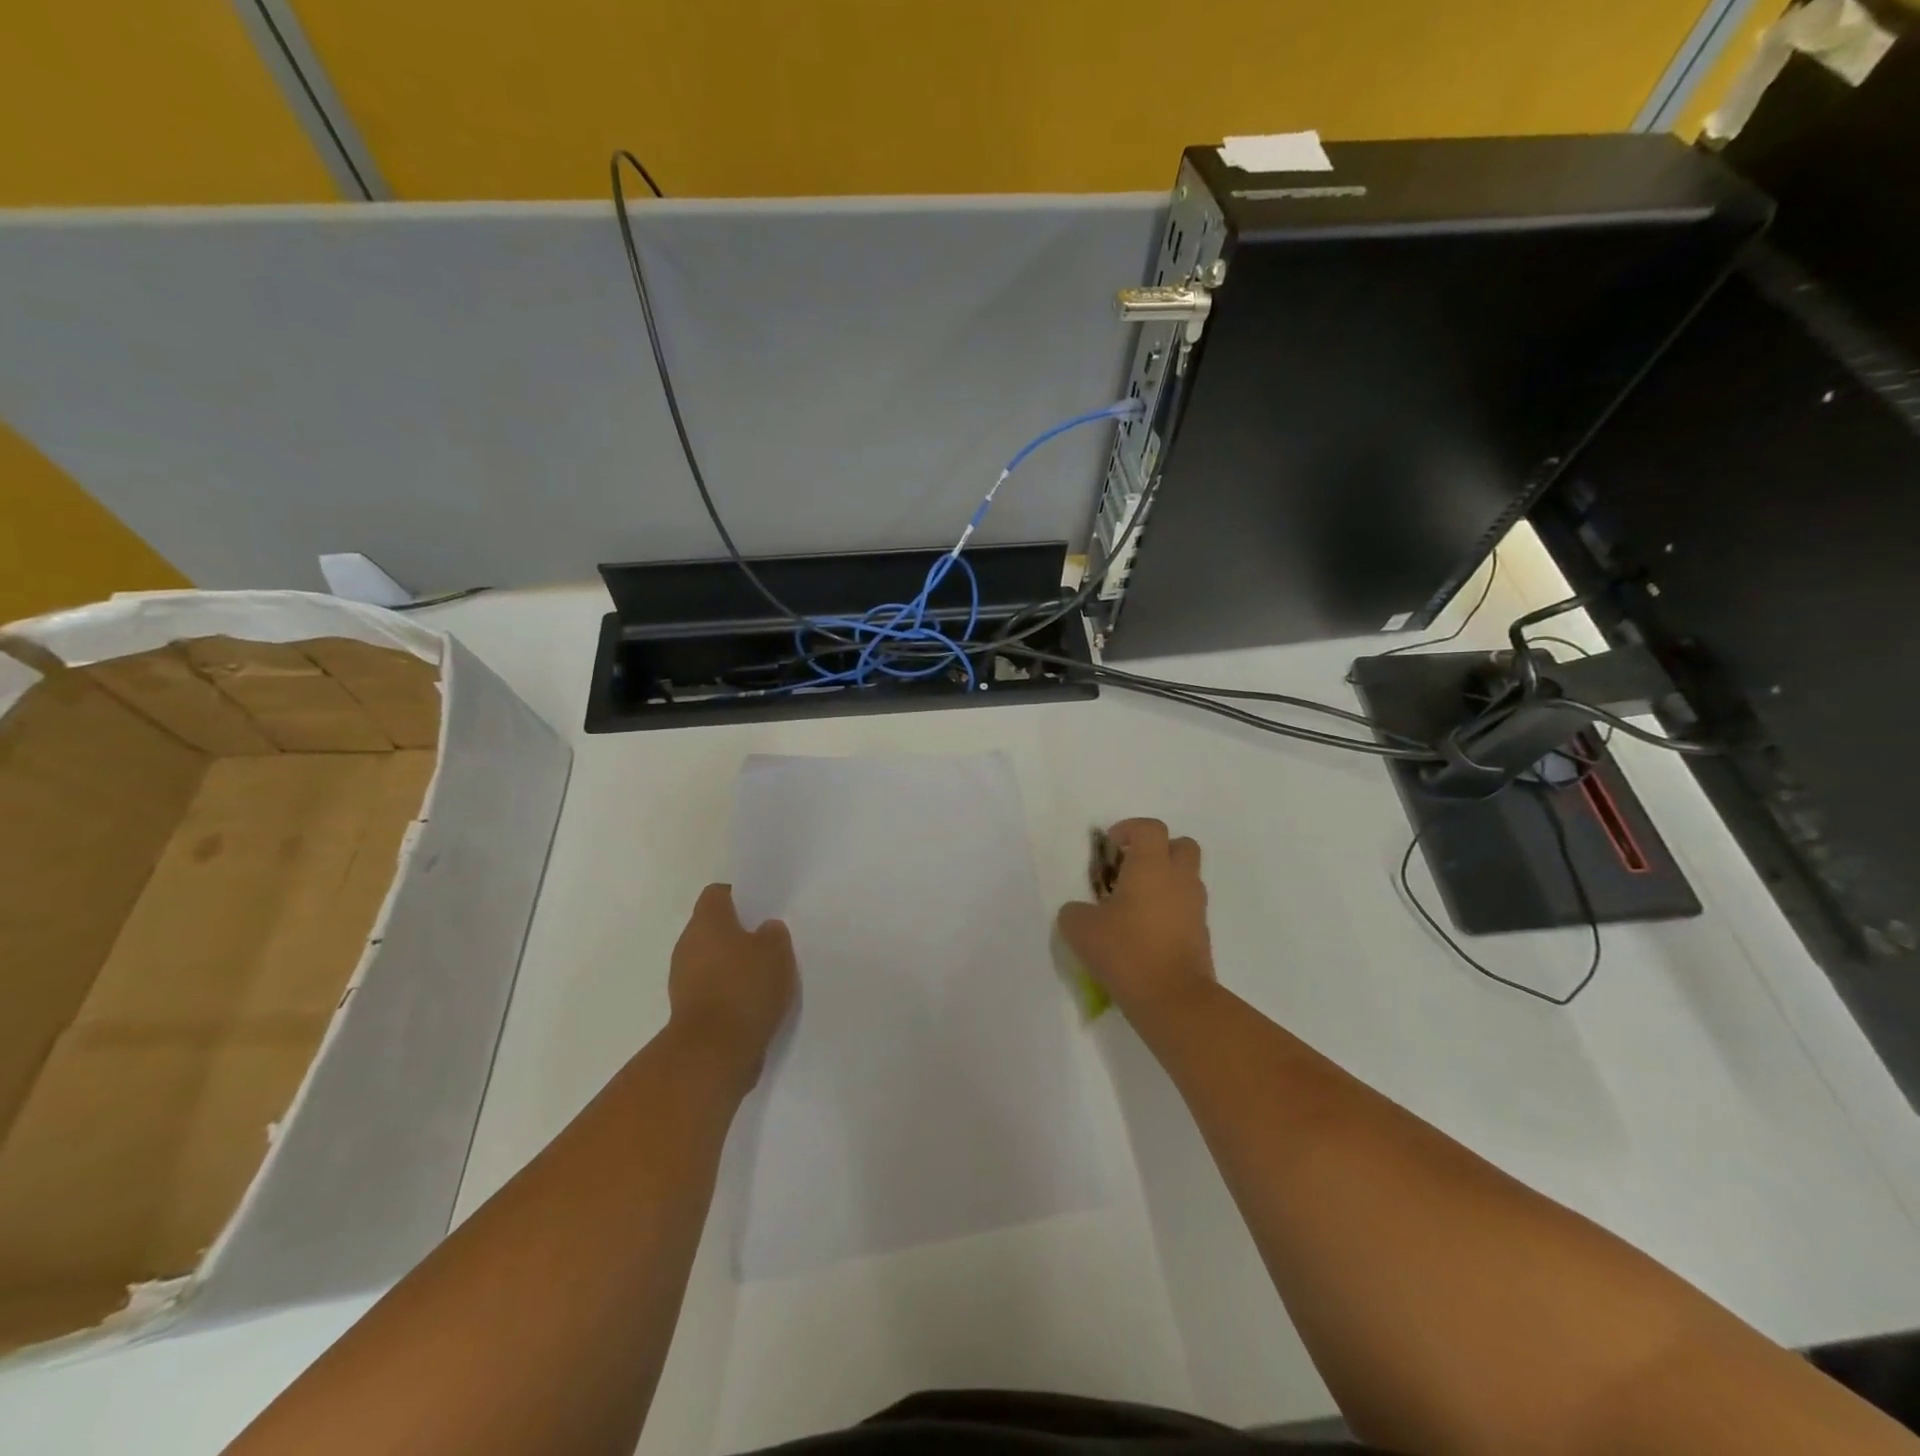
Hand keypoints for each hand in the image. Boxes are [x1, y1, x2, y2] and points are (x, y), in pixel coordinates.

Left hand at [668, 884, 797, 1086]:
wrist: (714, 1052)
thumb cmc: (745, 988)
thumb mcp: (776, 952)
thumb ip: (773, 934)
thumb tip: (764, 930)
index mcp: (708, 921)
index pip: (718, 893)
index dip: (739, 897)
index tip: (761, 909)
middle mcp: (688, 943)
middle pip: (713, 927)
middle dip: (737, 933)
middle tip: (768, 943)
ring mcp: (682, 978)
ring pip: (711, 959)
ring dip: (732, 964)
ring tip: (764, 976)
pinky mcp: (686, 1009)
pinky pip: (711, 988)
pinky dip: (728, 991)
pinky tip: (753, 1002)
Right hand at [1058, 819, 1215, 1023]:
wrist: (1174, 999)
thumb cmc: (1126, 951)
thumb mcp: (1080, 928)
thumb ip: (1074, 911)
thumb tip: (1080, 911)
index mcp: (1152, 866)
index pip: (1150, 827)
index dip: (1129, 829)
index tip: (1110, 847)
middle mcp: (1179, 879)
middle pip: (1180, 845)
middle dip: (1157, 850)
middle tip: (1130, 870)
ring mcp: (1196, 907)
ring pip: (1186, 877)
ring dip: (1164, 881)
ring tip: (1134, 905)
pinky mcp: (1202, 934)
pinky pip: (1186, 908)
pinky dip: (1170, 910)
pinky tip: (1145, 932)